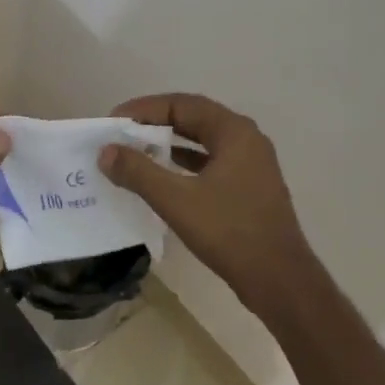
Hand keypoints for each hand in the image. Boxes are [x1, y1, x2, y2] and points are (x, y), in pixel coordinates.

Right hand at [98, 94, 315, 321]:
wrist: (279, 279)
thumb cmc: (229, 232)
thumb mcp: (176, 200)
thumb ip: (138, 172)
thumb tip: (106, 151)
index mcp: (234, 132)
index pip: (181, 104)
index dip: (144, 109)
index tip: (114, 120)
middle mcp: (246, 139)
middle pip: (194, 117)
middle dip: (155, 122)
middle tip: (122, 132)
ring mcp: (252, 164)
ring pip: (203, 140)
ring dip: (170, 142)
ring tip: (136, 150)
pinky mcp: (250, 186)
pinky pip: (211, 161)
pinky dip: (185, 162)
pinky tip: (164, 175)